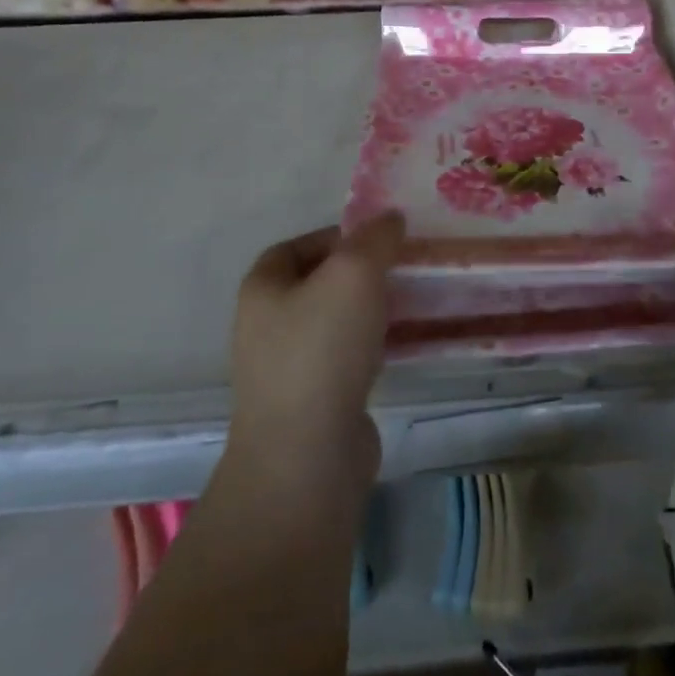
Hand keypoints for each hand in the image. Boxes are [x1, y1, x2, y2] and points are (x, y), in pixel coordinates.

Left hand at [227, 213, 404, 476]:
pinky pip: (347, 359)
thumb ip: (375, 239)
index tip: (381, 239)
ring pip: (336, 323)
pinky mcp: (314, 403)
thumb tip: (390, 219)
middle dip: (361, 274)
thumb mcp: (354, 274)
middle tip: (403, 269)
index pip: (298, 246)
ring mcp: (288, 369)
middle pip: (319, 283)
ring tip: (411, 303)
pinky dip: (373, 347)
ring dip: (370, 311)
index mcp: (263, 288)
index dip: (338, 236)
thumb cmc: (322, 349)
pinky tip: (402, 347)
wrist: (307, 456)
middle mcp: (267, 325)